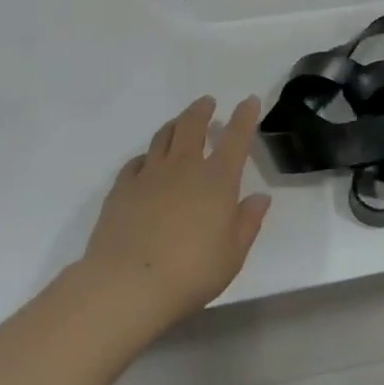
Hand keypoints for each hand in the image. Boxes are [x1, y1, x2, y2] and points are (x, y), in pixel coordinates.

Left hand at [81, 96, 270, 327]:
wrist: (128, 283)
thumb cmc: (191, 272)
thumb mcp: (233, 254)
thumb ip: (248, 222)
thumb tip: (260, 197)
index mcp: (217, 179)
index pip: (236, 138)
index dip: (244, 117)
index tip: (248, 101)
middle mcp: (184, 167)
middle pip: (192, 126)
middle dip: (202, 111)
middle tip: (207, 102)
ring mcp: (149, 175)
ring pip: (163, 137)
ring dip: (175, 125)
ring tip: (179, 122)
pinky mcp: (122, 188)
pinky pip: (136, 162)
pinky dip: (147, 156)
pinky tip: (147, 162)